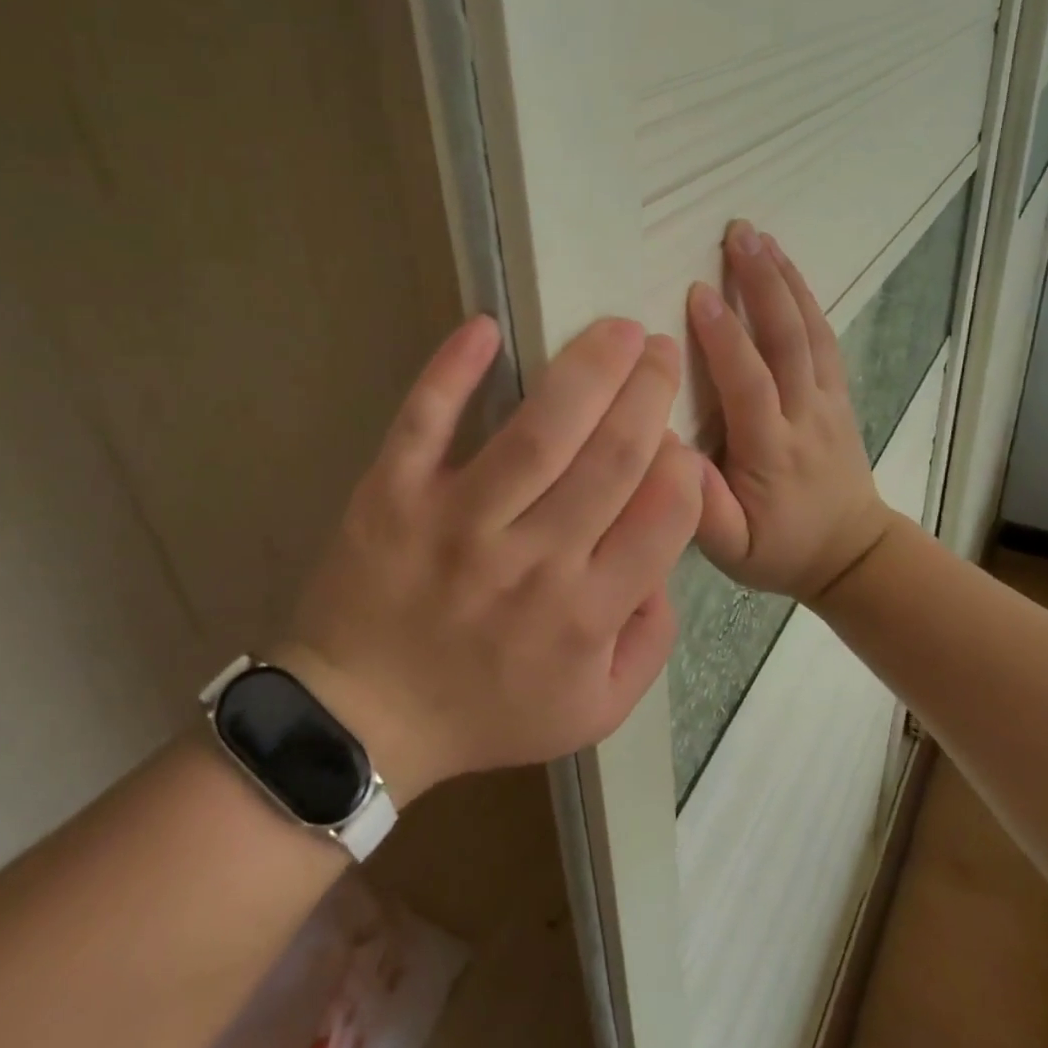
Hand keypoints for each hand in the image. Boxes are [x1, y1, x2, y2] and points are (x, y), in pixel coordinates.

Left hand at [274, 315, 700, 804]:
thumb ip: (651, 638)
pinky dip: (453, 371)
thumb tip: (667, 553)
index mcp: (587, 613)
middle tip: (660, 348)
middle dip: (650, 392)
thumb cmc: (486, 711)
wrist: (364, 719)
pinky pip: (426, 423)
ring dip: (587, 370)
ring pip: (539, 432)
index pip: (665, 515)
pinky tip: (485, 328)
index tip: (675, 437)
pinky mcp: (393, 496)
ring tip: (616, 330)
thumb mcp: (595, 708)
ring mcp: (459, 523)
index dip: (682, 463)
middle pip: (612, 458)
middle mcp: (533, 562)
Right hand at [687, 221, 894, 606]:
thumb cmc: (780, 549)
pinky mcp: (838, 395)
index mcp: (772, 451)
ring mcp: (828, 401)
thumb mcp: (732, 550)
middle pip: (787, 341)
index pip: (749, 384)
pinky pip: (824, 339)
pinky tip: (786, 270)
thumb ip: (704, 509)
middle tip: (738, 233)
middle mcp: (805, 416)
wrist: (852, 553)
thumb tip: (669, 453)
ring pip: (810, 331)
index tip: (697, 292)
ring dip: (785, 280)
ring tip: (759, 236)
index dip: (724, 338)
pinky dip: (805, 299)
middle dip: (762, 283)